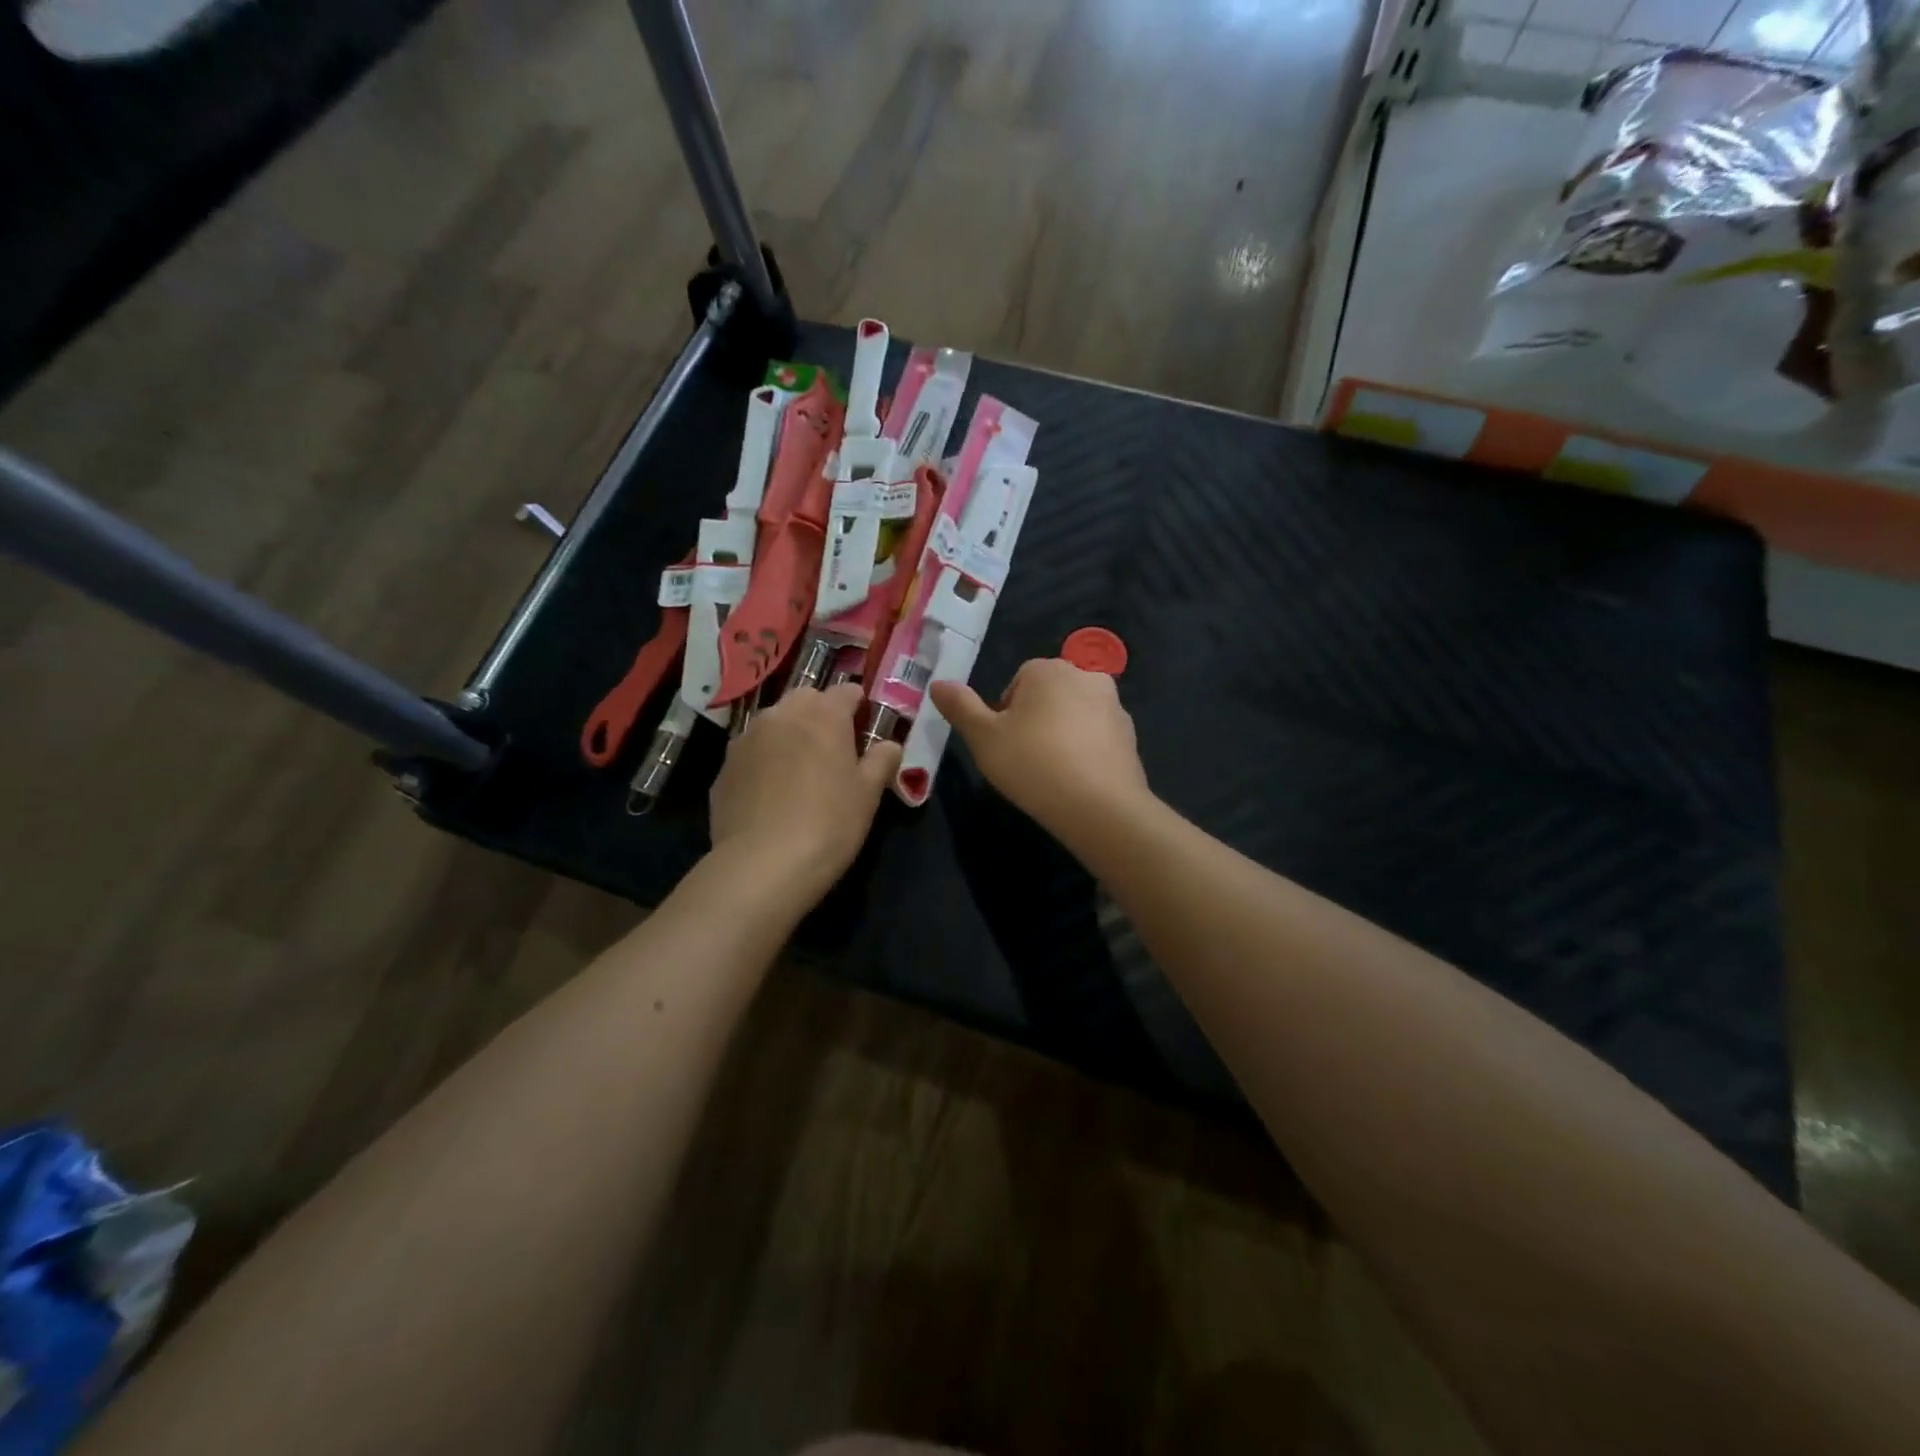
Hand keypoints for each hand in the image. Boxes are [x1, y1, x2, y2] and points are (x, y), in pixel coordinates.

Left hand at [708, 683, 902, 900]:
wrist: (762, 864)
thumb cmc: (829, 823)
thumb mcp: (869, 794)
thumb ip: (882, 760)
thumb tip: (890, 744)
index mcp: (823, 715)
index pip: (846, 691)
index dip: (859, 707)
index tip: (865, 729)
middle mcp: (781, 715)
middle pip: (806, 699)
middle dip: (821, 714)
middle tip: (833, 749)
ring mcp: (746, 739)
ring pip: (774, 722)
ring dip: (790, 734)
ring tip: (799, 770)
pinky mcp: (724, 767)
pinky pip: (751, 752)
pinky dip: (764, 761)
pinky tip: (771, 794)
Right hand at [930, 658, 1150, 837]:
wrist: (1099, 807)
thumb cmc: (1032, 764)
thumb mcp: (983, 738)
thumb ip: (960, 707)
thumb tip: (938, 683)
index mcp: (1049, 670)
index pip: (1018, 681)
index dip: (1004, 713)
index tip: (1002, 744)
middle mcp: (1086, 677)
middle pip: (1048, 695)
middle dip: (1034, 720)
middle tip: (1022, 759)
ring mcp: (1114, 706)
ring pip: (1074, 715)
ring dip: (1060, 735)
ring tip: (1049, 772)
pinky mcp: (1130, 736)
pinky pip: (1097, 737)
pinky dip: (1085, 751)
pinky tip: (1075, 780)